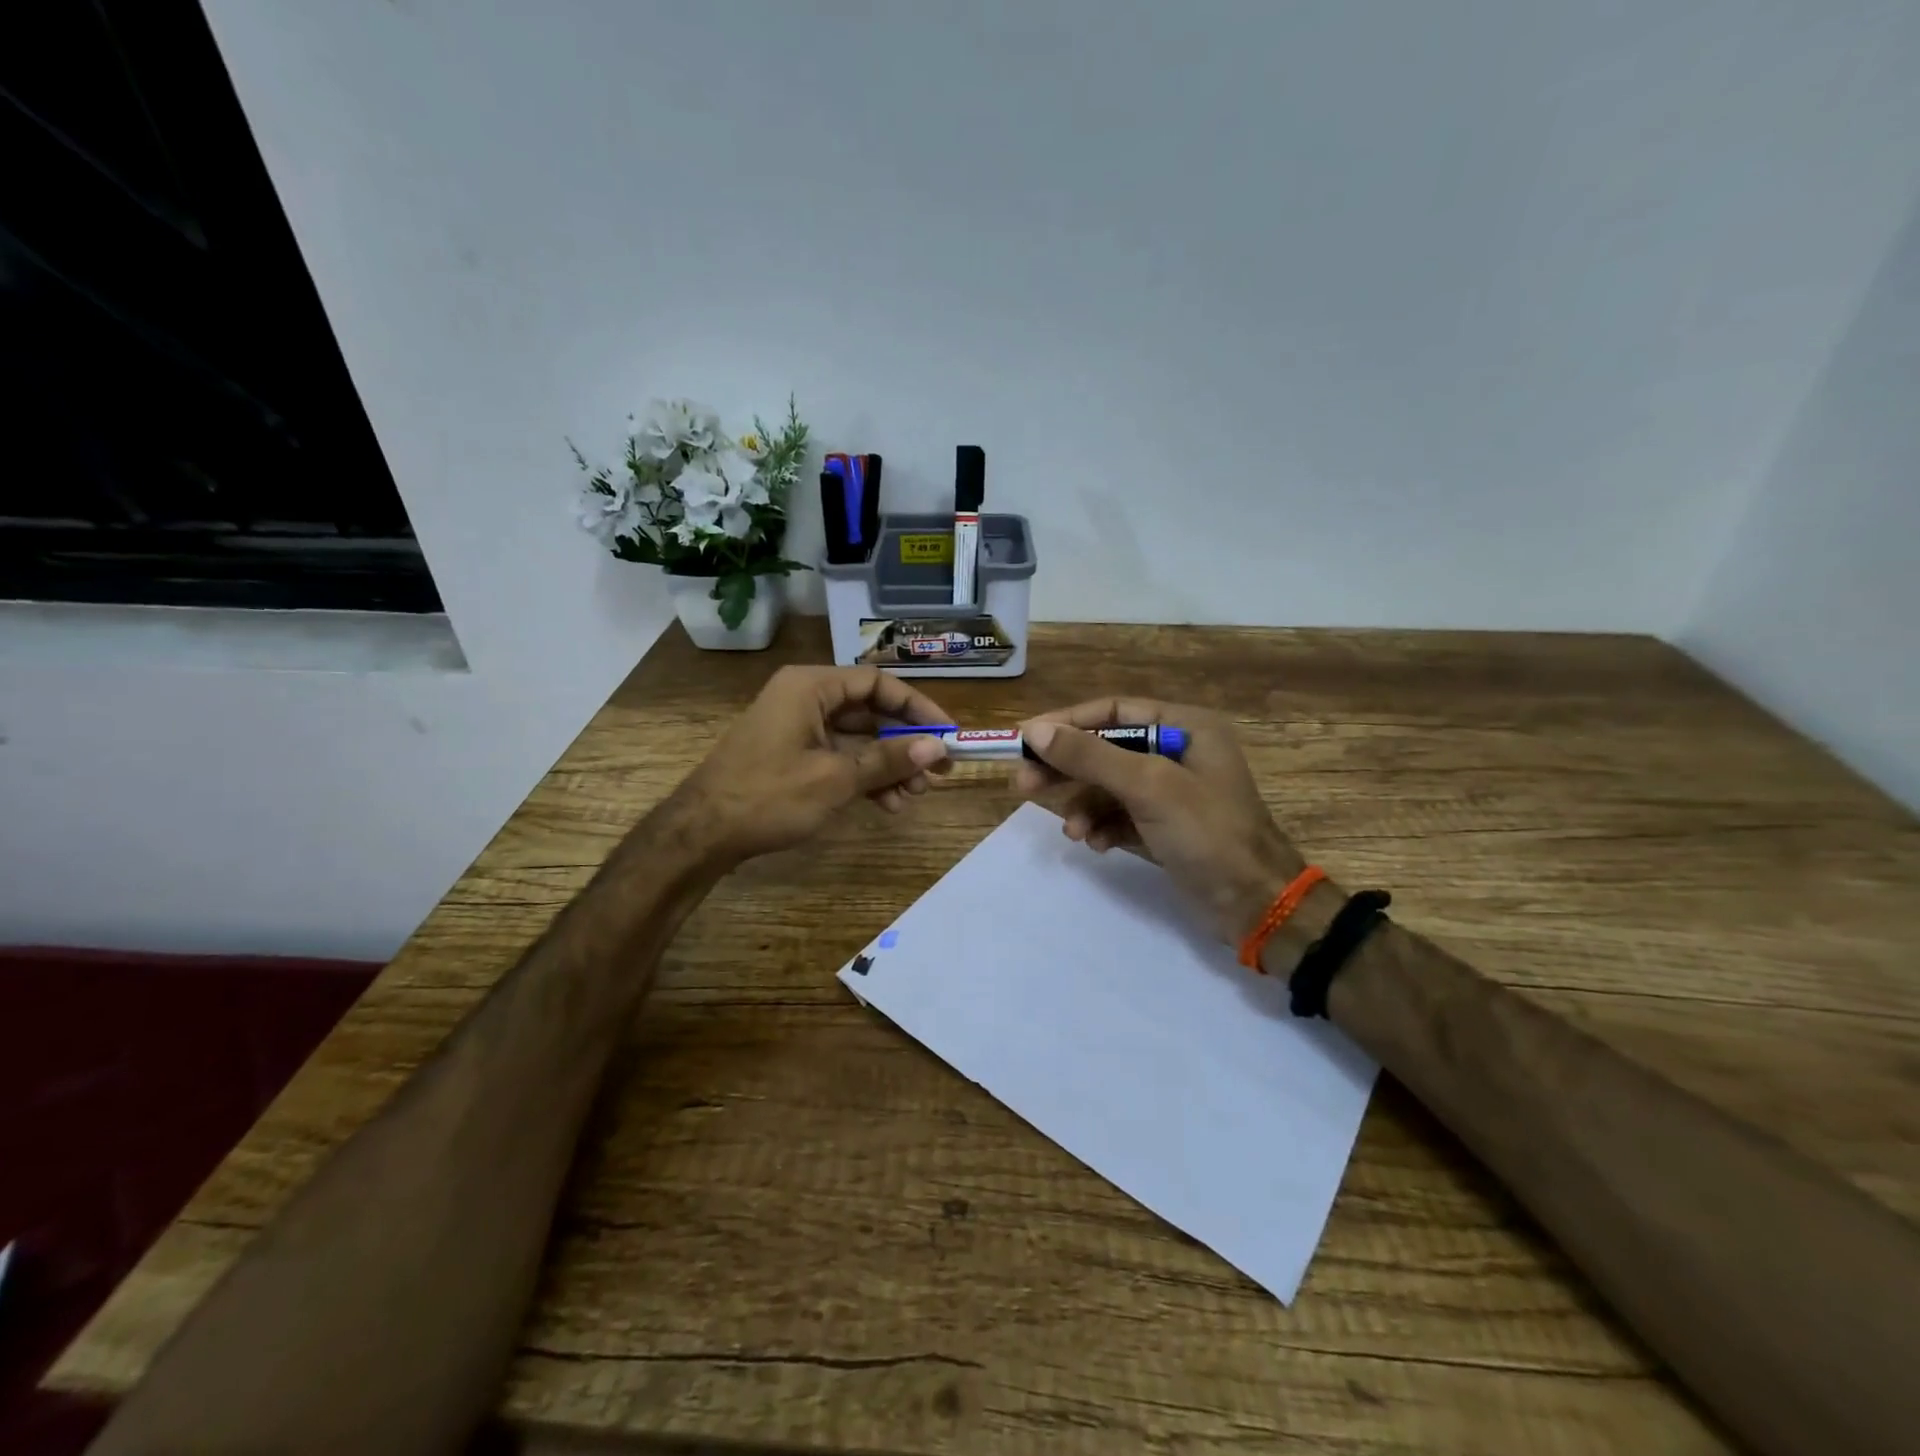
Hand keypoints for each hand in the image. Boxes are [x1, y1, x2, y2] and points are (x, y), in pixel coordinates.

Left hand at [682, 665, 951, 863]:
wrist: (701, 834)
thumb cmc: (768, 796)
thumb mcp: (836, 778)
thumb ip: (889, 759)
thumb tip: (938, 747)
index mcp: (811, 687)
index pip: (878, 683)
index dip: (917, 707)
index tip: (947, 734)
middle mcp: (805, 698)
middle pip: (870, 712)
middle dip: (905, 744)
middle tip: (937, 774)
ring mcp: (797, 728)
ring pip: (857, 739)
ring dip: (888, 766)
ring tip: (914, 796)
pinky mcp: (792, 755)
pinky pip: (839, 757)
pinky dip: (864, 777)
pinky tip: (888, 803)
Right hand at [1013, 698, 1304, 943]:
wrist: (1256, 905)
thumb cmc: (1207, 833)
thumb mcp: (1148, 787)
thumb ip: (1090, 756)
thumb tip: (1034, 730)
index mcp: (1184, 726)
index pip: (1112, 710)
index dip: (1066, 723)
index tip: (1024, 740)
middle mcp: (1178, 751)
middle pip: (1106, 748)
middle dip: (1067, 769)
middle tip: (1024, 785)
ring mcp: (1173, 791)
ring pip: (1110, 786)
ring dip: (1085, 806)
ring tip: (1072, 832)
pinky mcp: (1167, 825)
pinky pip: (1121, 815)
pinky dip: (1104, 827)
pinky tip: (1097, 844)